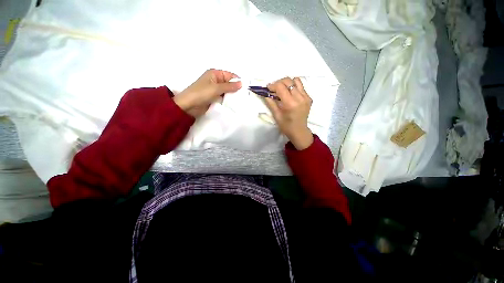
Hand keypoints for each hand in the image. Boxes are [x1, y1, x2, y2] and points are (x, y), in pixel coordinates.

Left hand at [174, 69, 241, 116]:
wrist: (189, 106)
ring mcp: (215, 90)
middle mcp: (216, 81)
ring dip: (233, 95)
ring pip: (227, 91)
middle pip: (229, 83)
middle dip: (236, 89)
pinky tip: (235, 104)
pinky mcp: (215, 98)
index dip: (238, 81)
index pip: (230, 75)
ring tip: (242, 100)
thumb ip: (229, 86)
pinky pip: (224, 97)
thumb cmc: (201, 93)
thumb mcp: (216, 88)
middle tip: (245, 96)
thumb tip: (241, 83)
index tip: (246, 88)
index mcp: (215, 74)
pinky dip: (229, 100)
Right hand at [263, 77, 313, 149]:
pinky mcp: (309, 98)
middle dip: (279, 82)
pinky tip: (290, 94)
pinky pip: (301, 87)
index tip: (267, 88)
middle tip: (274, 89)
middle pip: (288, 81)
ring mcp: (306, 97)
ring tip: (283, 90)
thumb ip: (271, 102)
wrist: (299, 131)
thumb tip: (265, 93)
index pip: (281, 87)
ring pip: (296, 81)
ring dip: (287, 83)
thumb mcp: (276, 115)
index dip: (272, 85)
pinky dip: (294, 87)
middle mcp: (300, 98)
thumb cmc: (286, 126)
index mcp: (290, 104)